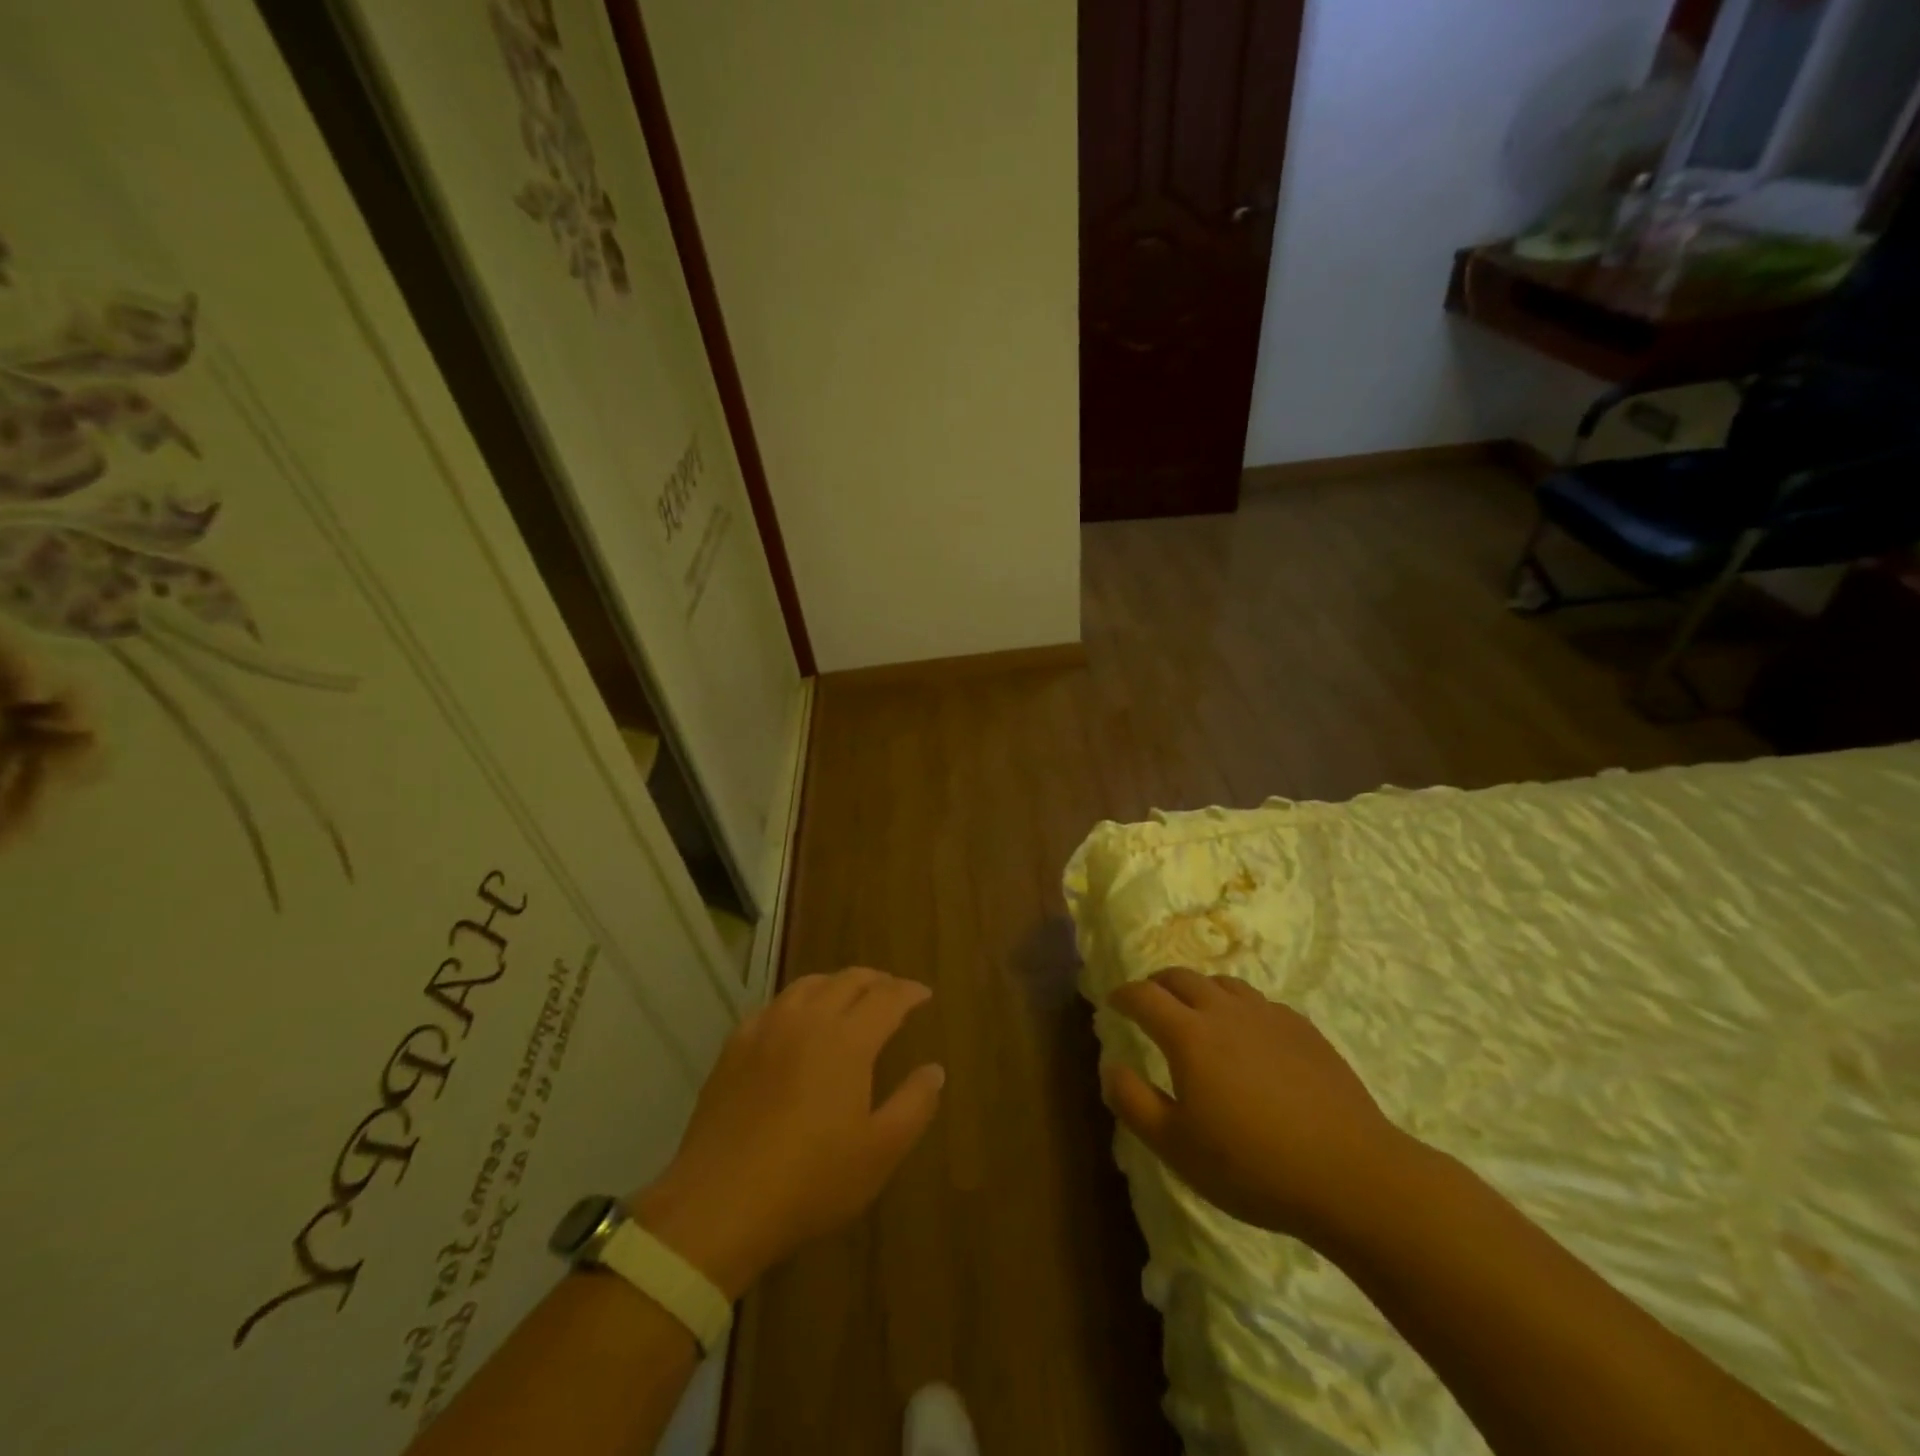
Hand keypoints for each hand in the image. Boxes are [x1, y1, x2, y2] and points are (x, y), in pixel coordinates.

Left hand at [631, 968, 943, 1296]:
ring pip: (808, 985)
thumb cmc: (810, 1180)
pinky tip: (795, 1021)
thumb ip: (914, 1105)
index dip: (909, 992)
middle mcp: (808, 1020)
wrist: (719, 1203)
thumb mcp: (879, 1152)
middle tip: (892, 991)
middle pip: (848, 980)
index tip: (924, 994)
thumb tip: (935, 1070)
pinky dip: (797, 1001)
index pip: (887, 998)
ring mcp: (766, 1029)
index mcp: (848, 1040)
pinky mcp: (734, 1047)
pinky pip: (773, 1006)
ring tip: (848, 996)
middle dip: (877, 980)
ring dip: (836, 983)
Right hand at [1102, 967, 1411, 1246]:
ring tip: (1195, 1011)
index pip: (1144, 996)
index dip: (1123, 995)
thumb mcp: (1176, 1147)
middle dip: (1157, 984)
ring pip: (1223, 983)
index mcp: (1188, 1034)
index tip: (1113, 1002)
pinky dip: (1238, 1007)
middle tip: (1149, 1001)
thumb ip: (1133, 1103)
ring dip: (1199, 989)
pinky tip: (1247, 1034)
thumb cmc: (1252, 1165)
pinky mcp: (1303, 1029)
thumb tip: (1110, 1067)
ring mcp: (1268, 1016)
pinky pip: (1259, 1003)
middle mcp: (1225, 1011)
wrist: (1350, 1174)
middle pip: (1182, 977)